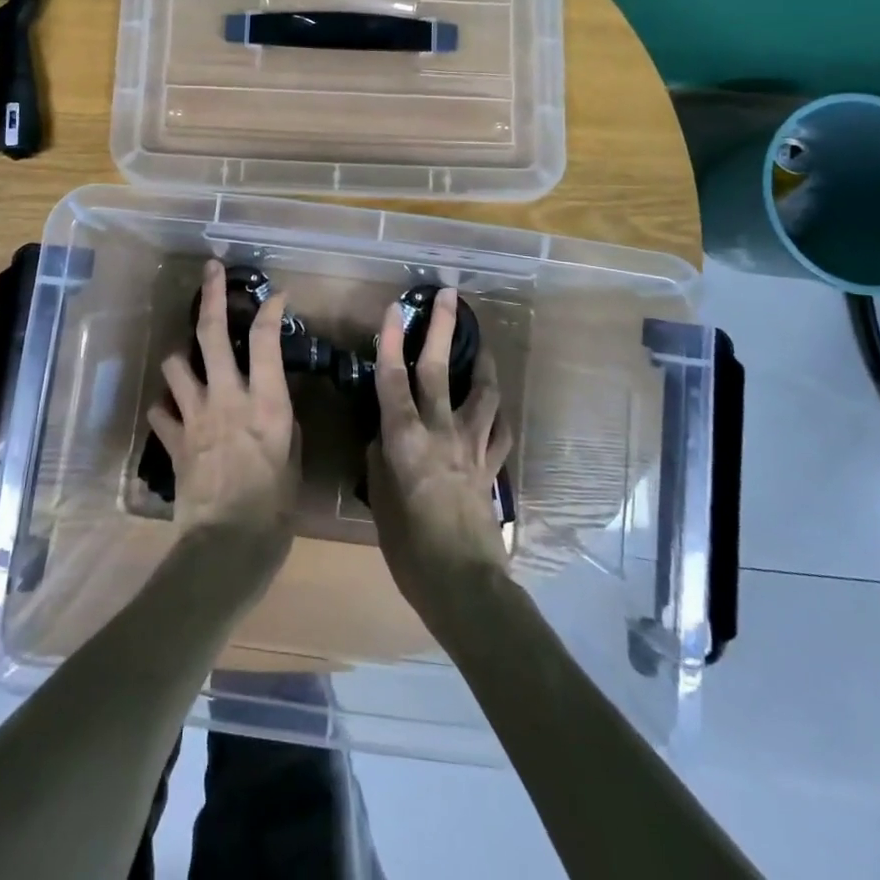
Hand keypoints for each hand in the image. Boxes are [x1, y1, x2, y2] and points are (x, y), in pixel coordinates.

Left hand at [149, 261, 300, 564]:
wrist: (225, 549)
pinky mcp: (173, 440)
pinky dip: (167, 407)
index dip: (269, 310)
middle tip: (211, 271)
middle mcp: (227, 398)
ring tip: (189, 360)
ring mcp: (195, 416)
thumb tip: (274, 409)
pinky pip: (161, 411)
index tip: (275, 295)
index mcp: (265, 403)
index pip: (265, 340)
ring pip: (176, 364)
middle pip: (211, 333)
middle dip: (211, 295)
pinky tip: (174, 411)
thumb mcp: (293, 463)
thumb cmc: (273, 511)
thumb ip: (283, 426)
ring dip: (182, 357)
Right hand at [367, 288, 513, 634]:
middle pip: (439, 369)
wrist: (464, 584)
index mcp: (405, 438)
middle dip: (442, 328)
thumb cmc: (410, 549)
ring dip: (481, 363)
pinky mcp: (491, 467)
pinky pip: (499, 430)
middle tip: (449, 295)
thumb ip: (381, 460)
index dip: (392, 340)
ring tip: (481, 344)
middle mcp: (440, 431)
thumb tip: (384, 437)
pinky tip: (495, 406)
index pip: (393, 378)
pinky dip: (497, 413)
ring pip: (481, 392)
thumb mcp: (381, 501)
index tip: (395, 307)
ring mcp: (472, 447)